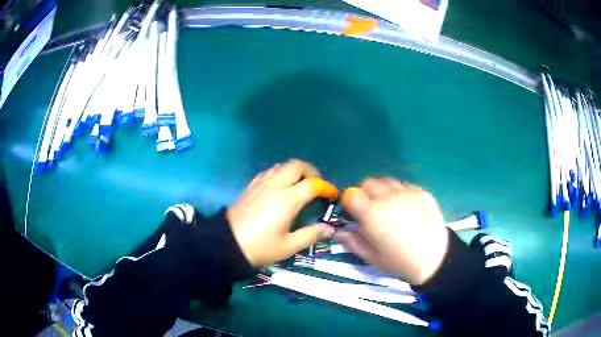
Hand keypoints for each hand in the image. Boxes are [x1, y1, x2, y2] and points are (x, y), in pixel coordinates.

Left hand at [227, 159, 335, 267]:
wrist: (226, 245)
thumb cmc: (260, 247)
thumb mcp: (288, 246)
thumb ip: (311, 235)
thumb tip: (329, 229)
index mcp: (287, 199)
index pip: (312, 184)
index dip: (325, 187)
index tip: (332, 195)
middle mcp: (275, 185)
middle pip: (296, 165)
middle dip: (311, 171)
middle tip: (317, 186)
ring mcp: (261, 184)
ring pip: (281, 166)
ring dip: (295, 171)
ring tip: (300, 185)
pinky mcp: (250, 186)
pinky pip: (269, 172)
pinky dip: (280, 173)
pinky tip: (280, 187)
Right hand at [336, 178, 448, 284]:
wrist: (434, 259)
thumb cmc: (399, 261)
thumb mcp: (371, 256)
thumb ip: (352, 241)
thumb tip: (338, 231)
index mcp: (371, 213)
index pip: (351, 195)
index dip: (350, 203)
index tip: (354, 213)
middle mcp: (387, 197)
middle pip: (368, 183)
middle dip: (365, 194)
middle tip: (372, 210)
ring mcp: (407, 192)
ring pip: (387, 181)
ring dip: (383, 191)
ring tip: (390, 207)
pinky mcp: (422, 192)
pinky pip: (405, 185)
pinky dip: (401, 193)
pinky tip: (407, 208)